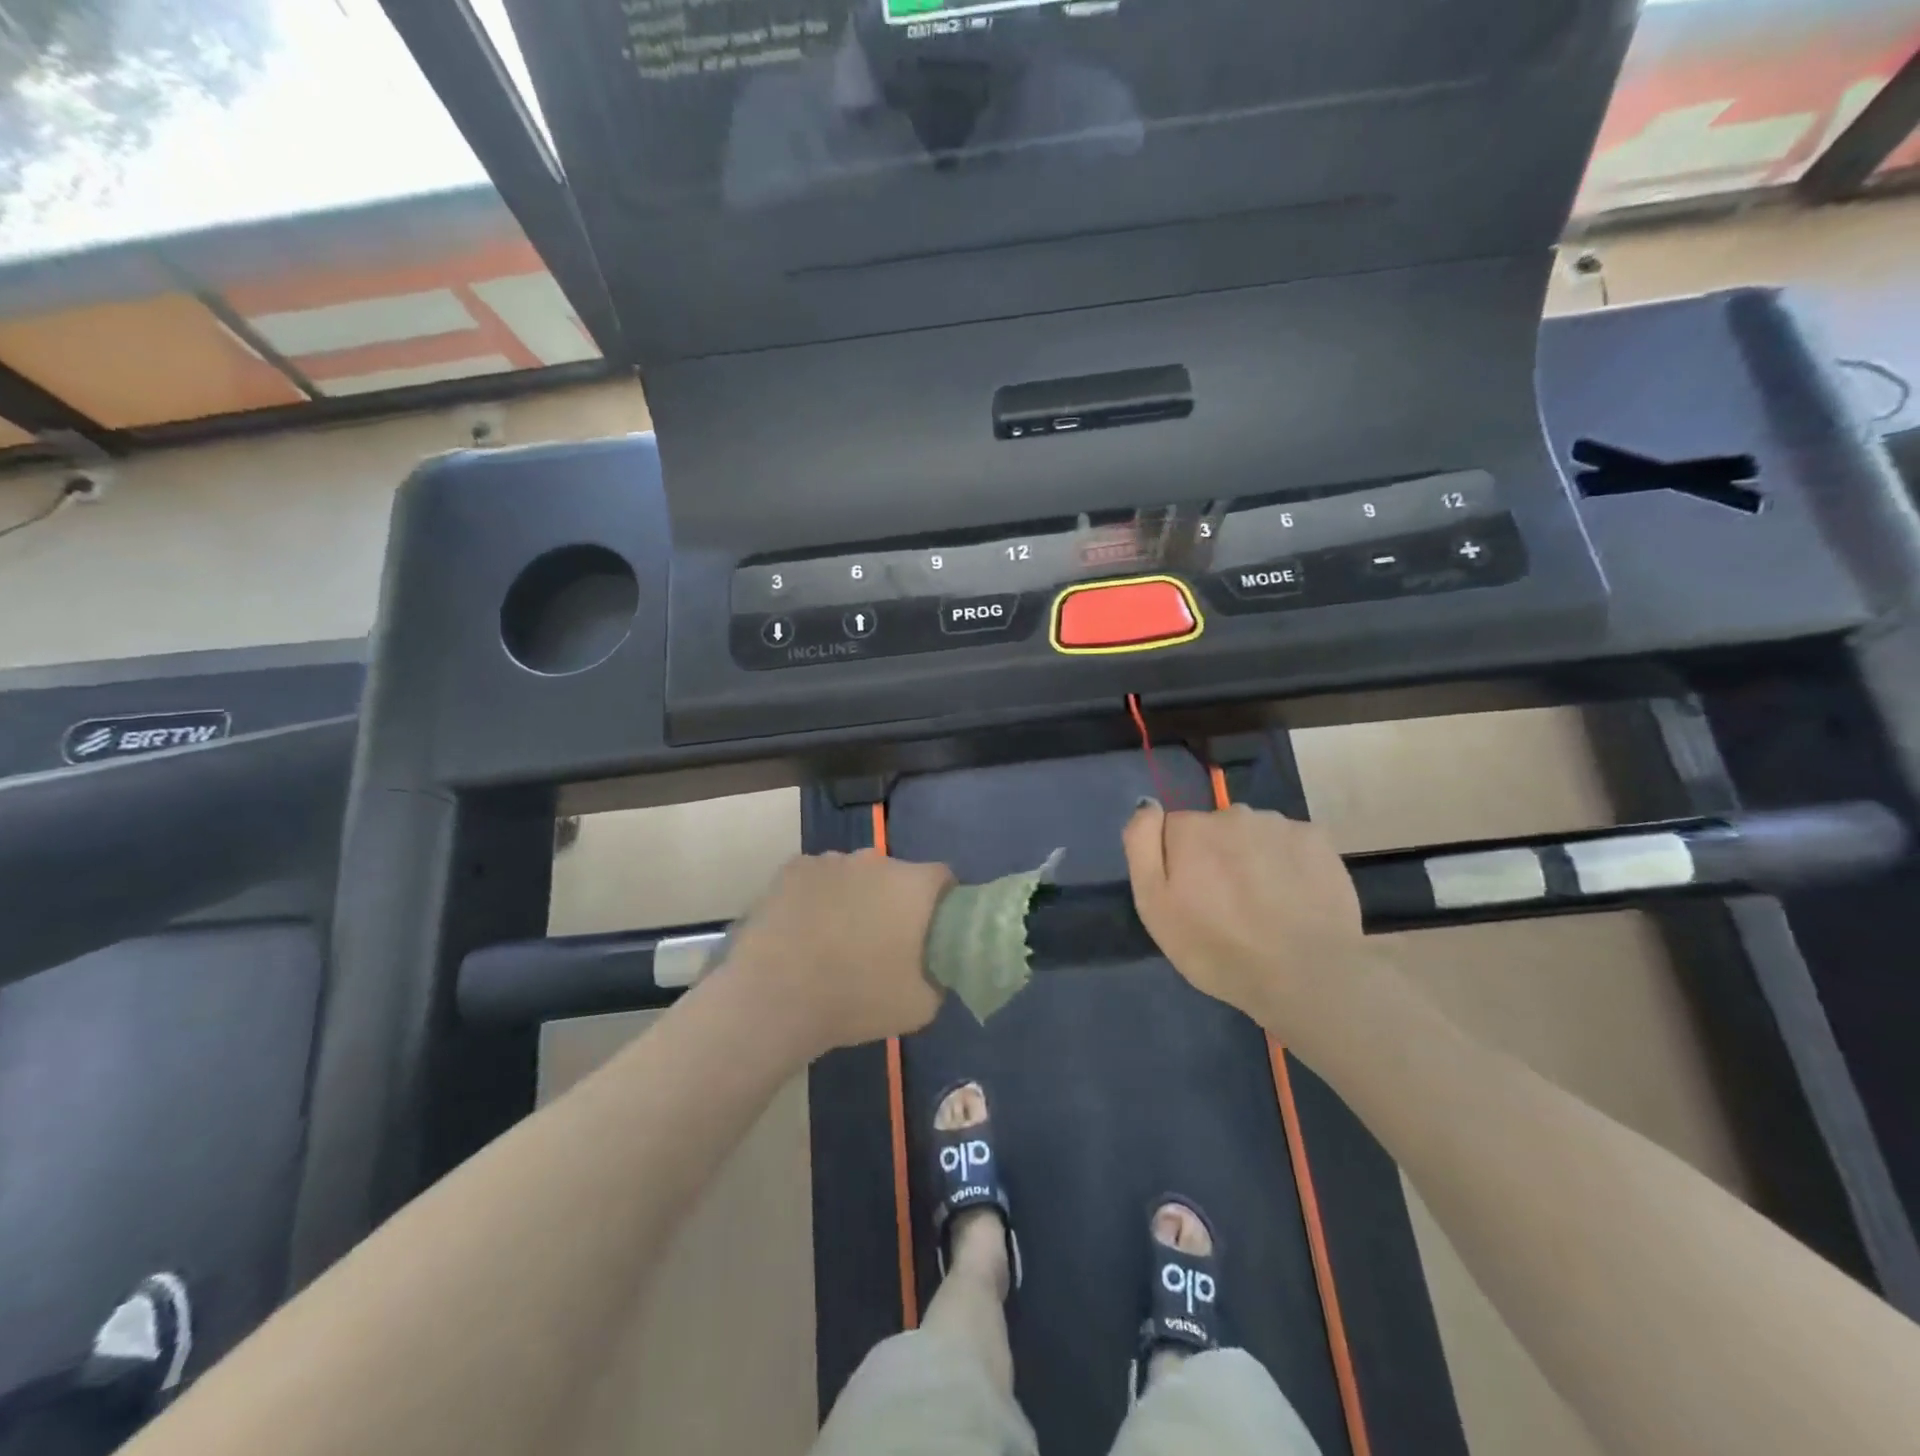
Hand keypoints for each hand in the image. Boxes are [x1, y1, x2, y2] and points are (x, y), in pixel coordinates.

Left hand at [723, 850, 954, 1055]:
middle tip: (883, 941)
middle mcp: (876, 860)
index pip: (943, 879)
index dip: (942, 903)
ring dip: (855, 896)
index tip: (932, 932)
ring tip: (837, 938)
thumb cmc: (856, 999)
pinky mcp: (792, 869)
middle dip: (894, 900)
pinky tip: (806, 928)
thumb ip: (938, 977)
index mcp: (914, 885)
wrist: (774, 998)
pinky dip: (818, 896)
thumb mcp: (921, 1006)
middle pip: (896, 874)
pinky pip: (818, 878)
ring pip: (854, 874)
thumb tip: (934, 967)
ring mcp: (831, 860)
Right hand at [1122, 801, 1371, 1036]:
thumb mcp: (1154, 907)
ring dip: (1252, 858)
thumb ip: (1141, 846)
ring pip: (1253, 834)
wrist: (1307, 974)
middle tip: (1226, 905)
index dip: (1177, 862)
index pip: (1172, 830)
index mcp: (1191, 828)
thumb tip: (1147, 805)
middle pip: (1214, 829)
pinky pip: (1289, 843)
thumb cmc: (1218, 948)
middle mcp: (1233, 813)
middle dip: (1215, 857)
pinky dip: (1287, 863)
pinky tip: (1293, 897)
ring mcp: (1280, 824)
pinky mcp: (1318, 839)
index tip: (1190, 896)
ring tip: (1263, 904)